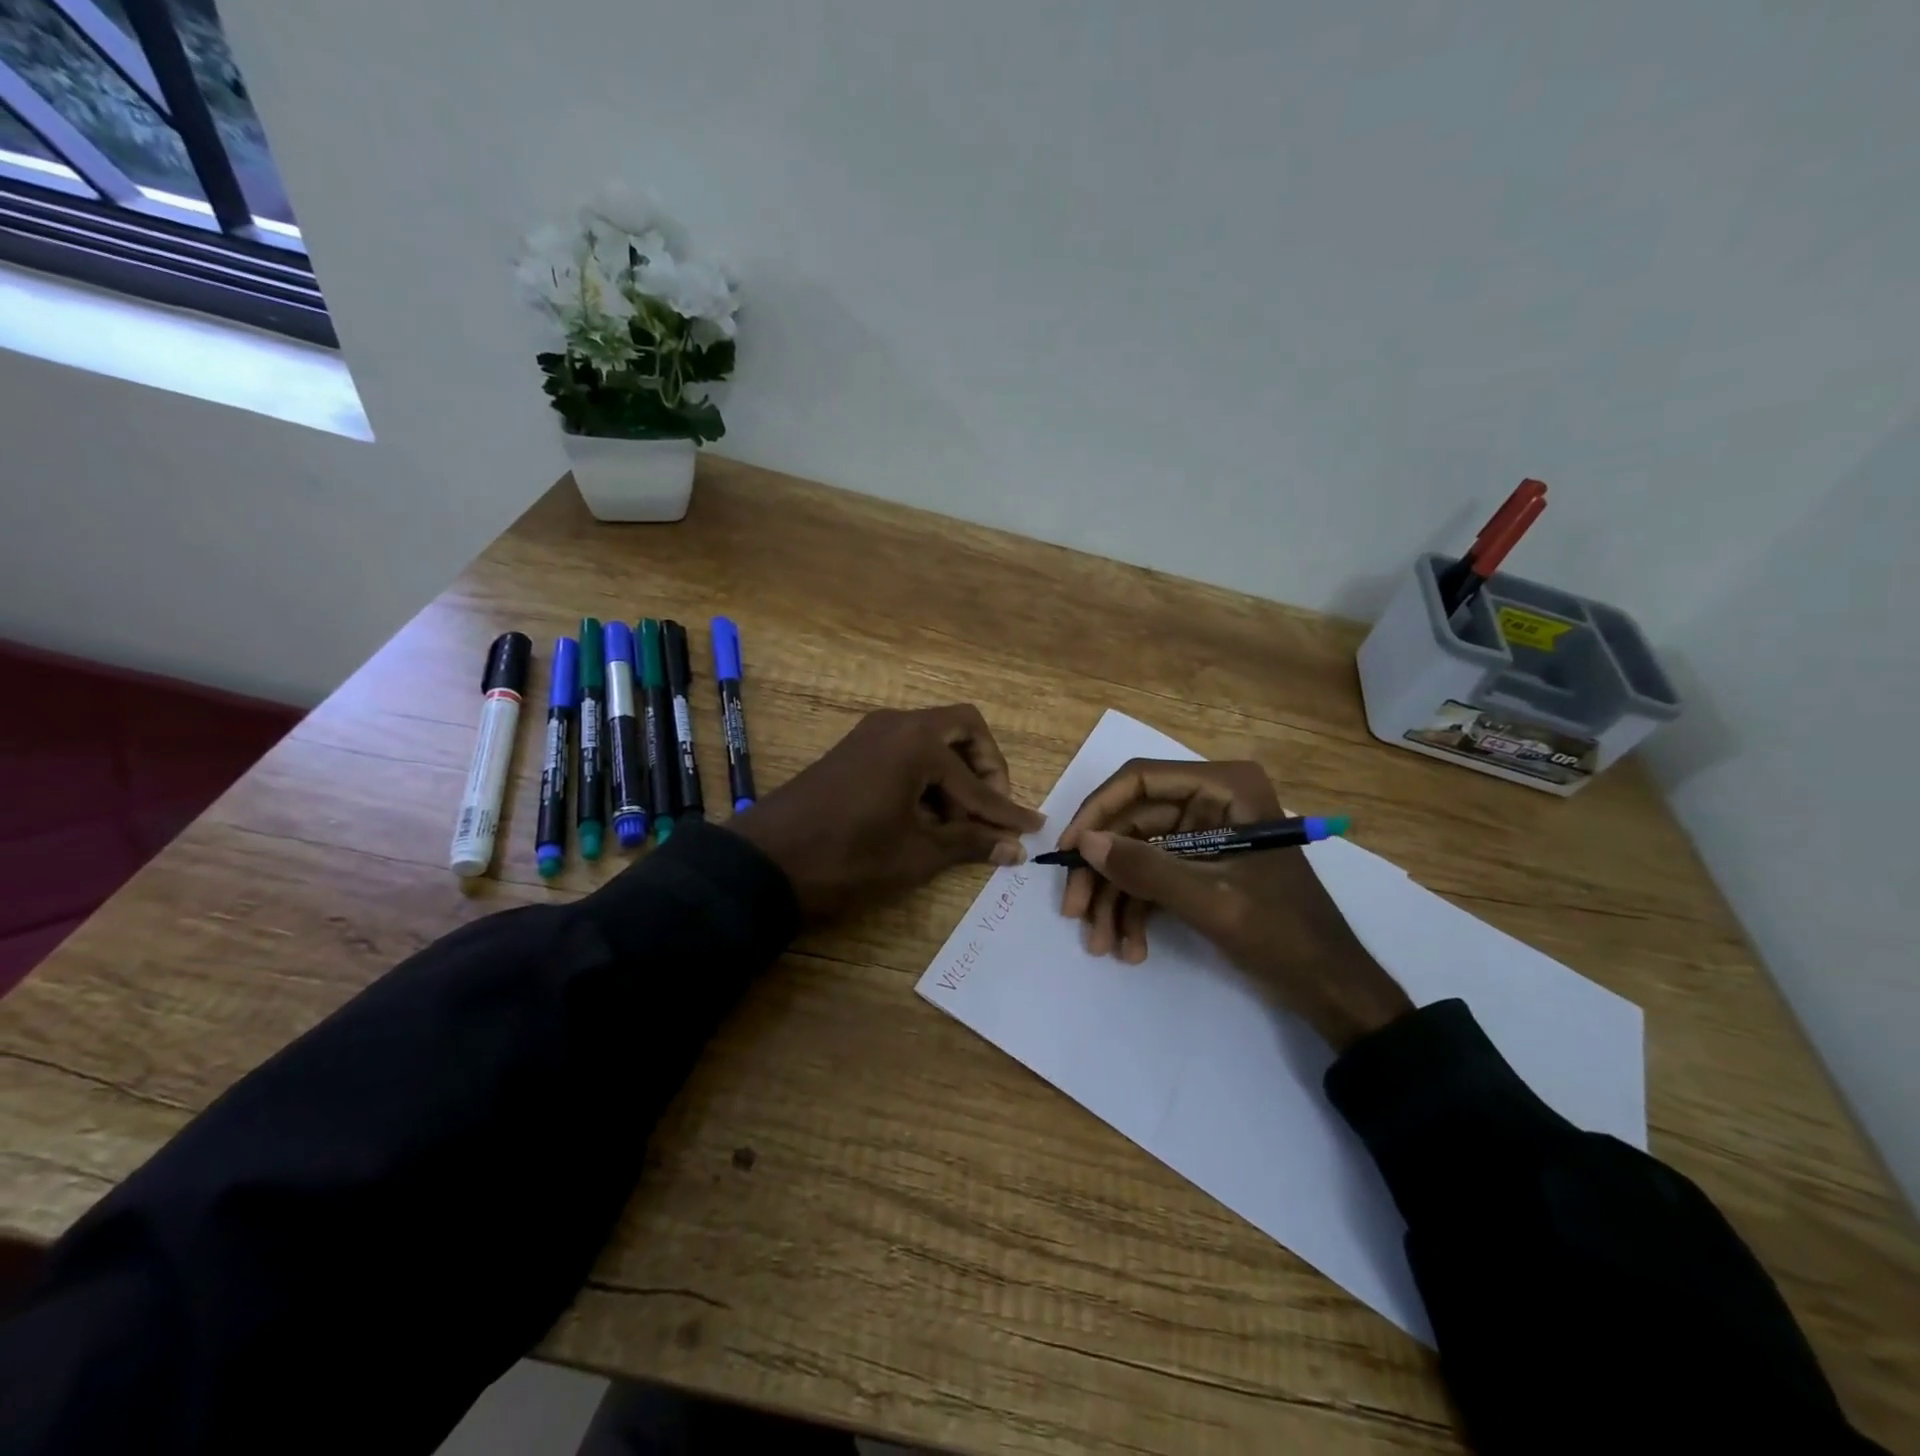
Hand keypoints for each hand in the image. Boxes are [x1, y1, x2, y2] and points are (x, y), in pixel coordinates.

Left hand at [732, 704, 1045, 919]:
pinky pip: (905, 751)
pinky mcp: (854, 750)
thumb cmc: (848, 858)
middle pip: (962, 729)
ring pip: (932, 739)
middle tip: (990, 809)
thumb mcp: (916, 855)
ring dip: (953, 774)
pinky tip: (924, 816)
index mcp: (917, 742)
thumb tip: (1015, 848)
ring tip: (956, 824)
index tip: (1031, 828)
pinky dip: (925, 776)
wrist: (765, 863)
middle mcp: (897, 724)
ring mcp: (871, 733)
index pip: (977, 780)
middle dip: (985, 768)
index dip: (1006, 810)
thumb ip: (970, 843)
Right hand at [1056, 759, 1412, 1051]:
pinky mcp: (1200, 866)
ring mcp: (1203, 834)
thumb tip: (1083, 843)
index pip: (1141, 780)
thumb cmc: (1283, 934)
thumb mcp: (1211, 900)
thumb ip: (1146, 868)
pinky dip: (1136, 910)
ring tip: (1101, 944)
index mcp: (1225, 788)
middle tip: (1074, 911)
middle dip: (1103, 870)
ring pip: (1136, 853)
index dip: (1097, 812)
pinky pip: (1152, 877)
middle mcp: (1211, 801)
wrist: (1331, 987)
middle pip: (1132, 821)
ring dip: (1114, 898)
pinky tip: (1129, 948)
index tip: (1068, 851)